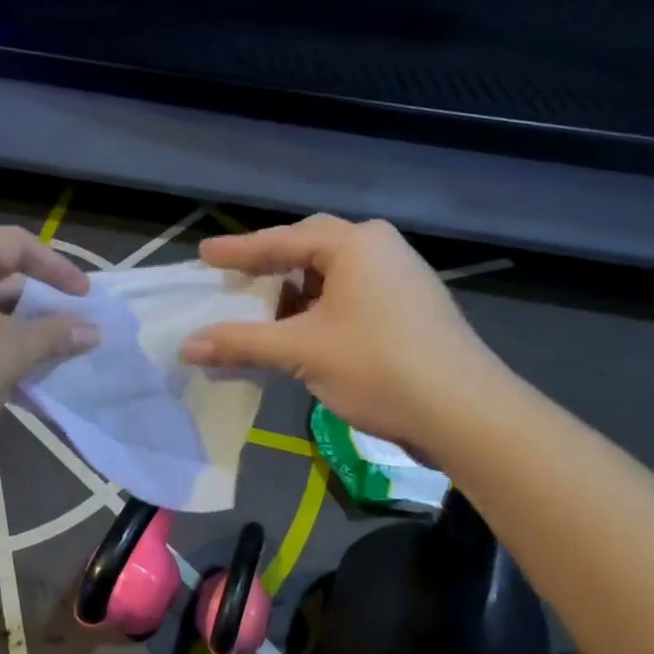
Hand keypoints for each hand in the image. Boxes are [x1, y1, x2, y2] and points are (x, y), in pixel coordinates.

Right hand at [180, 216, 503, 457]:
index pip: (282, 240)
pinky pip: (351, 294)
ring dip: (295, 291)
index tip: (203, 254)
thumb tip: (186, 346)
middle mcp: (380, 248)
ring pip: (333, 274)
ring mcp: (401, 277)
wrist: (466, 413)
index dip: (238, 251)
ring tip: (263, 311)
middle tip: (235, 276)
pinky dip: (320, 308)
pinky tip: (303, 332)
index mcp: (354, 244)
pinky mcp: (410, 307)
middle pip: (310, 248)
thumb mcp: (301, 352)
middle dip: (271, 264)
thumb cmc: (378, 366)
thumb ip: (241, 343)